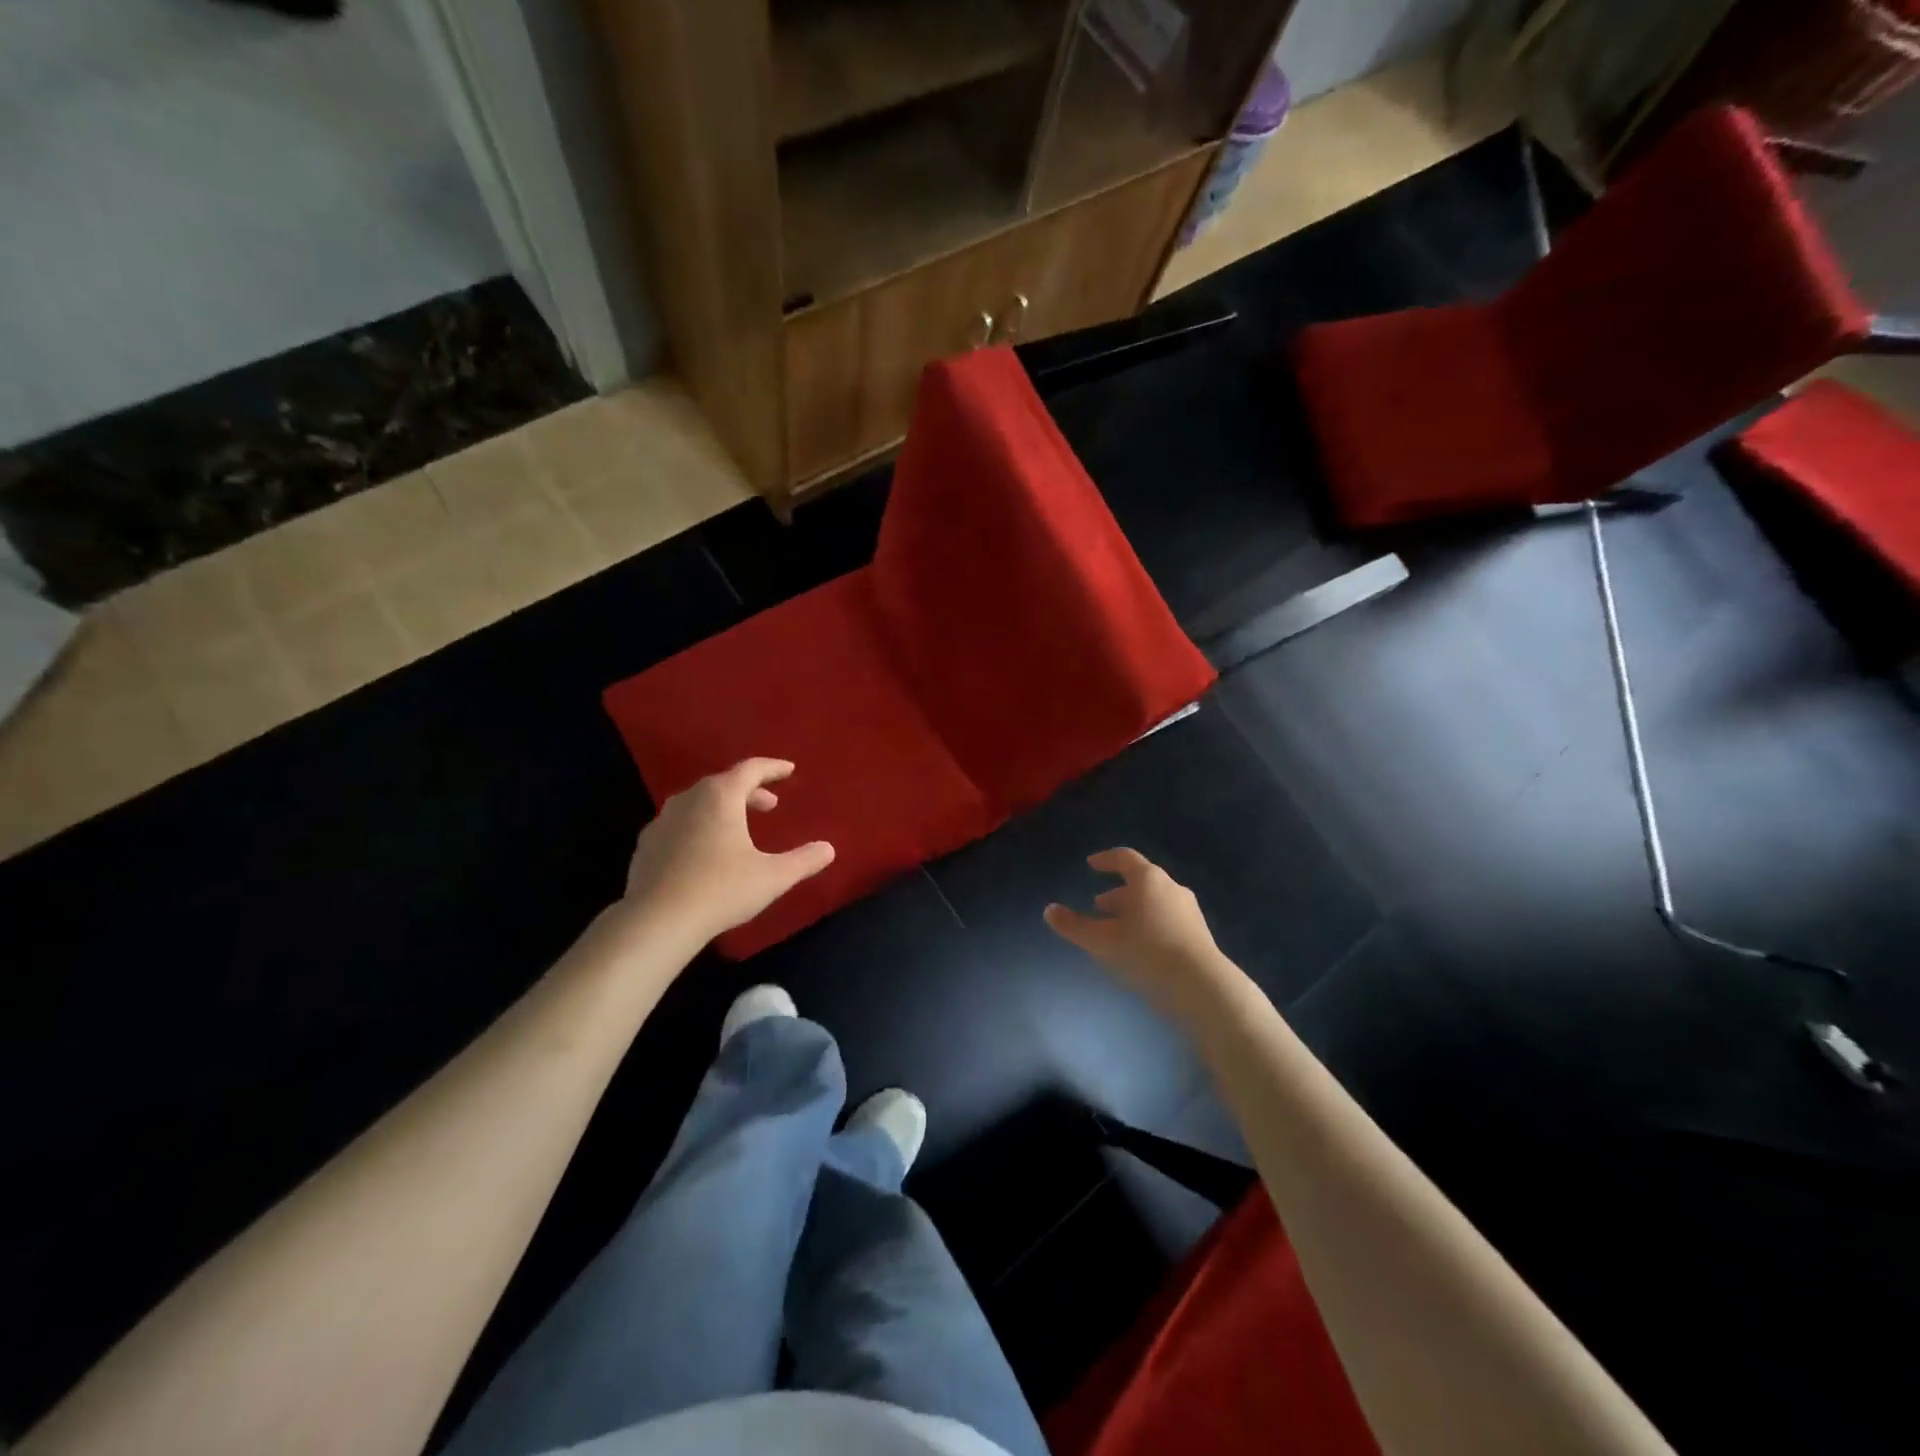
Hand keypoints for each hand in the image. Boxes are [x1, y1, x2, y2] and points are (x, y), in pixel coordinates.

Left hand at [624, 759, 833, 944]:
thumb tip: (828, 849)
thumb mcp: (773, 876)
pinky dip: (698, 826)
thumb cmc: (721, 890)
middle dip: (750, 791)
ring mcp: (662, 821)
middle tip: (769, 805)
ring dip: (723, 808)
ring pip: (698, 802)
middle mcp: (689, 799)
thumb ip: (804, 860)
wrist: (657, 921)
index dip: (773, 768)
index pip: (750, 769)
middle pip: (723, 783)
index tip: (789, 770)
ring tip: (738, 827)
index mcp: (721, 796)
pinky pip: (679, 824)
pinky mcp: (646, 845)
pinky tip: (704, 851)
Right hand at [1044, 849, 1231, 1014]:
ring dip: (1133, 910)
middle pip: (1141, 881)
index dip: (1105, 859)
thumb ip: (1074, 926)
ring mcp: (1188, 910)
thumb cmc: (1146, 952)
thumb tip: (1049, 910)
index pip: (1124, 858)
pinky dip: (1149, 923)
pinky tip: (1140, 946)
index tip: (1091, 865)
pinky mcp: (1198, 933)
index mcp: (1148, 879)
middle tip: (1098, 905)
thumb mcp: (1102, 941)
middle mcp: (1171, 887)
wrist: (1201, 985)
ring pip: (1155, 901)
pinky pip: (1167, 918)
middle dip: (1117, 892)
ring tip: (1116, 929)